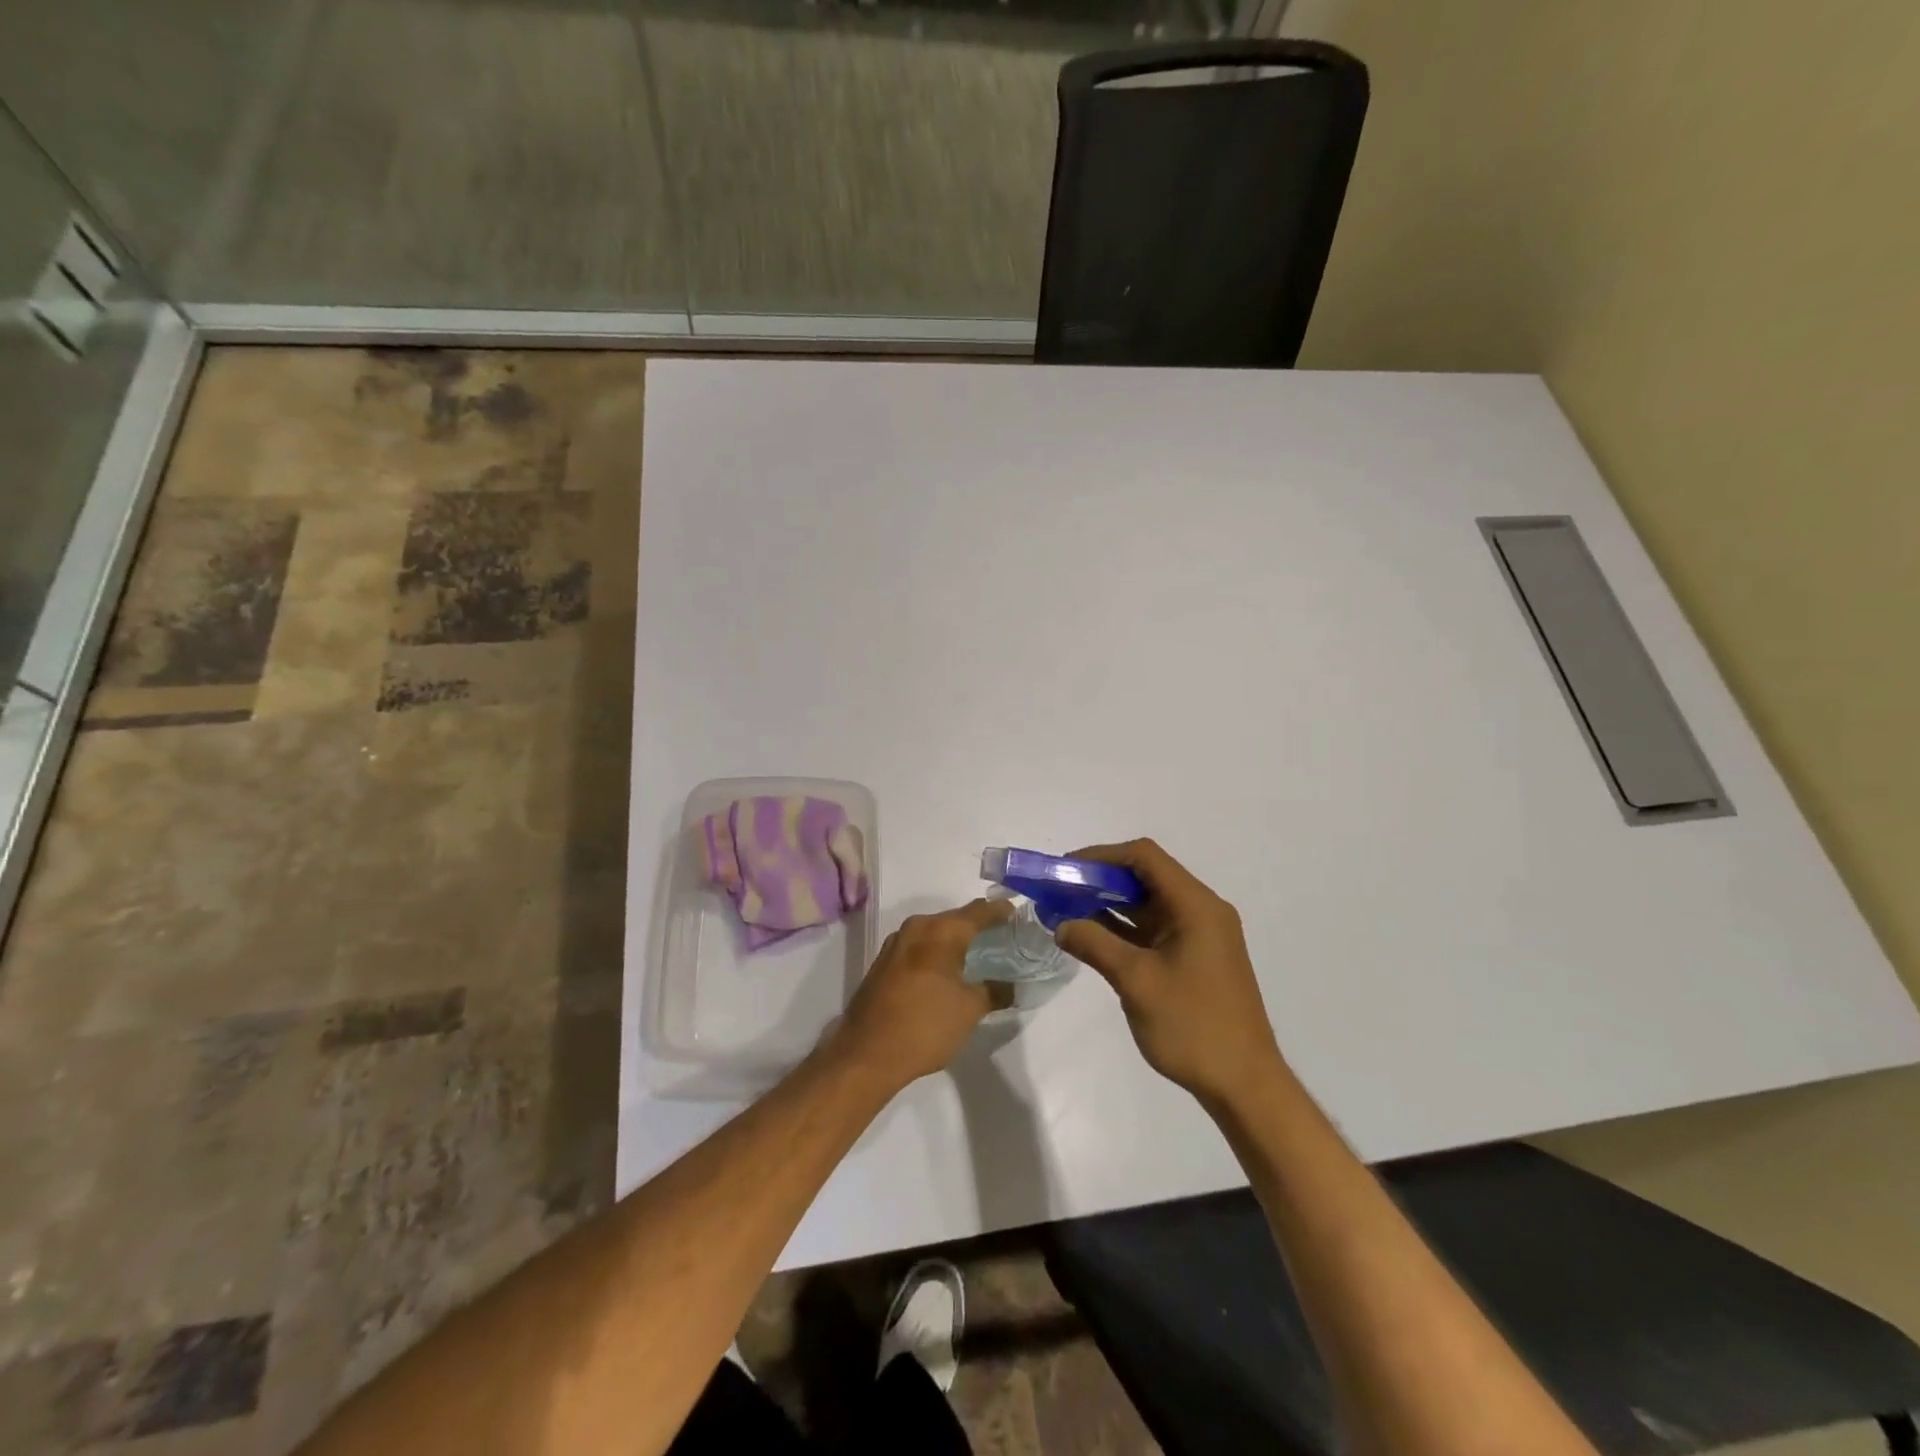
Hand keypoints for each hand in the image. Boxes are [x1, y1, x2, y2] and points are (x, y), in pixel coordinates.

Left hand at [832, 899, 1011, 1090]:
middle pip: (955, 919)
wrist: (865, 1054)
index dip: (1000, 911)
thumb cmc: (925, 1025)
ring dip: (955, 940)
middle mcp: (916, 928)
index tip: (1018, 913)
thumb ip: (995, 991)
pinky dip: (937, 953)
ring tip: (978, 953)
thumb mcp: (970, 1010)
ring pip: (935, 933)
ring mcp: (895, 944)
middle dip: (978, 926)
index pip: (978, 912)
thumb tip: (1010, 986)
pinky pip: (919, 948)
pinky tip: (948, 970)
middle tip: (1003, 936)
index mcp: (940, 931)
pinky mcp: (883, 963)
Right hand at [1056, 839, 1287, 1112]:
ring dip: (1109, 905)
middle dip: (1100, 881)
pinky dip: (1123, 929)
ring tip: (1066, 911)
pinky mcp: (1193, 958)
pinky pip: (1153, 930)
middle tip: (1059, 891)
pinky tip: (1091, 937)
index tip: (1066, 870)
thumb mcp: (1137, 981)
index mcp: (1196, 906)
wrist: (1244, 1085)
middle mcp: (1201, 911)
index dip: (1102, 856)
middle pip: (1146, 878)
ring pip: (1148, 905)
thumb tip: (1060, 924)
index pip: (1145, 858)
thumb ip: (1095, 944)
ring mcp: (1199, 936)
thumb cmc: (1193, 1026)